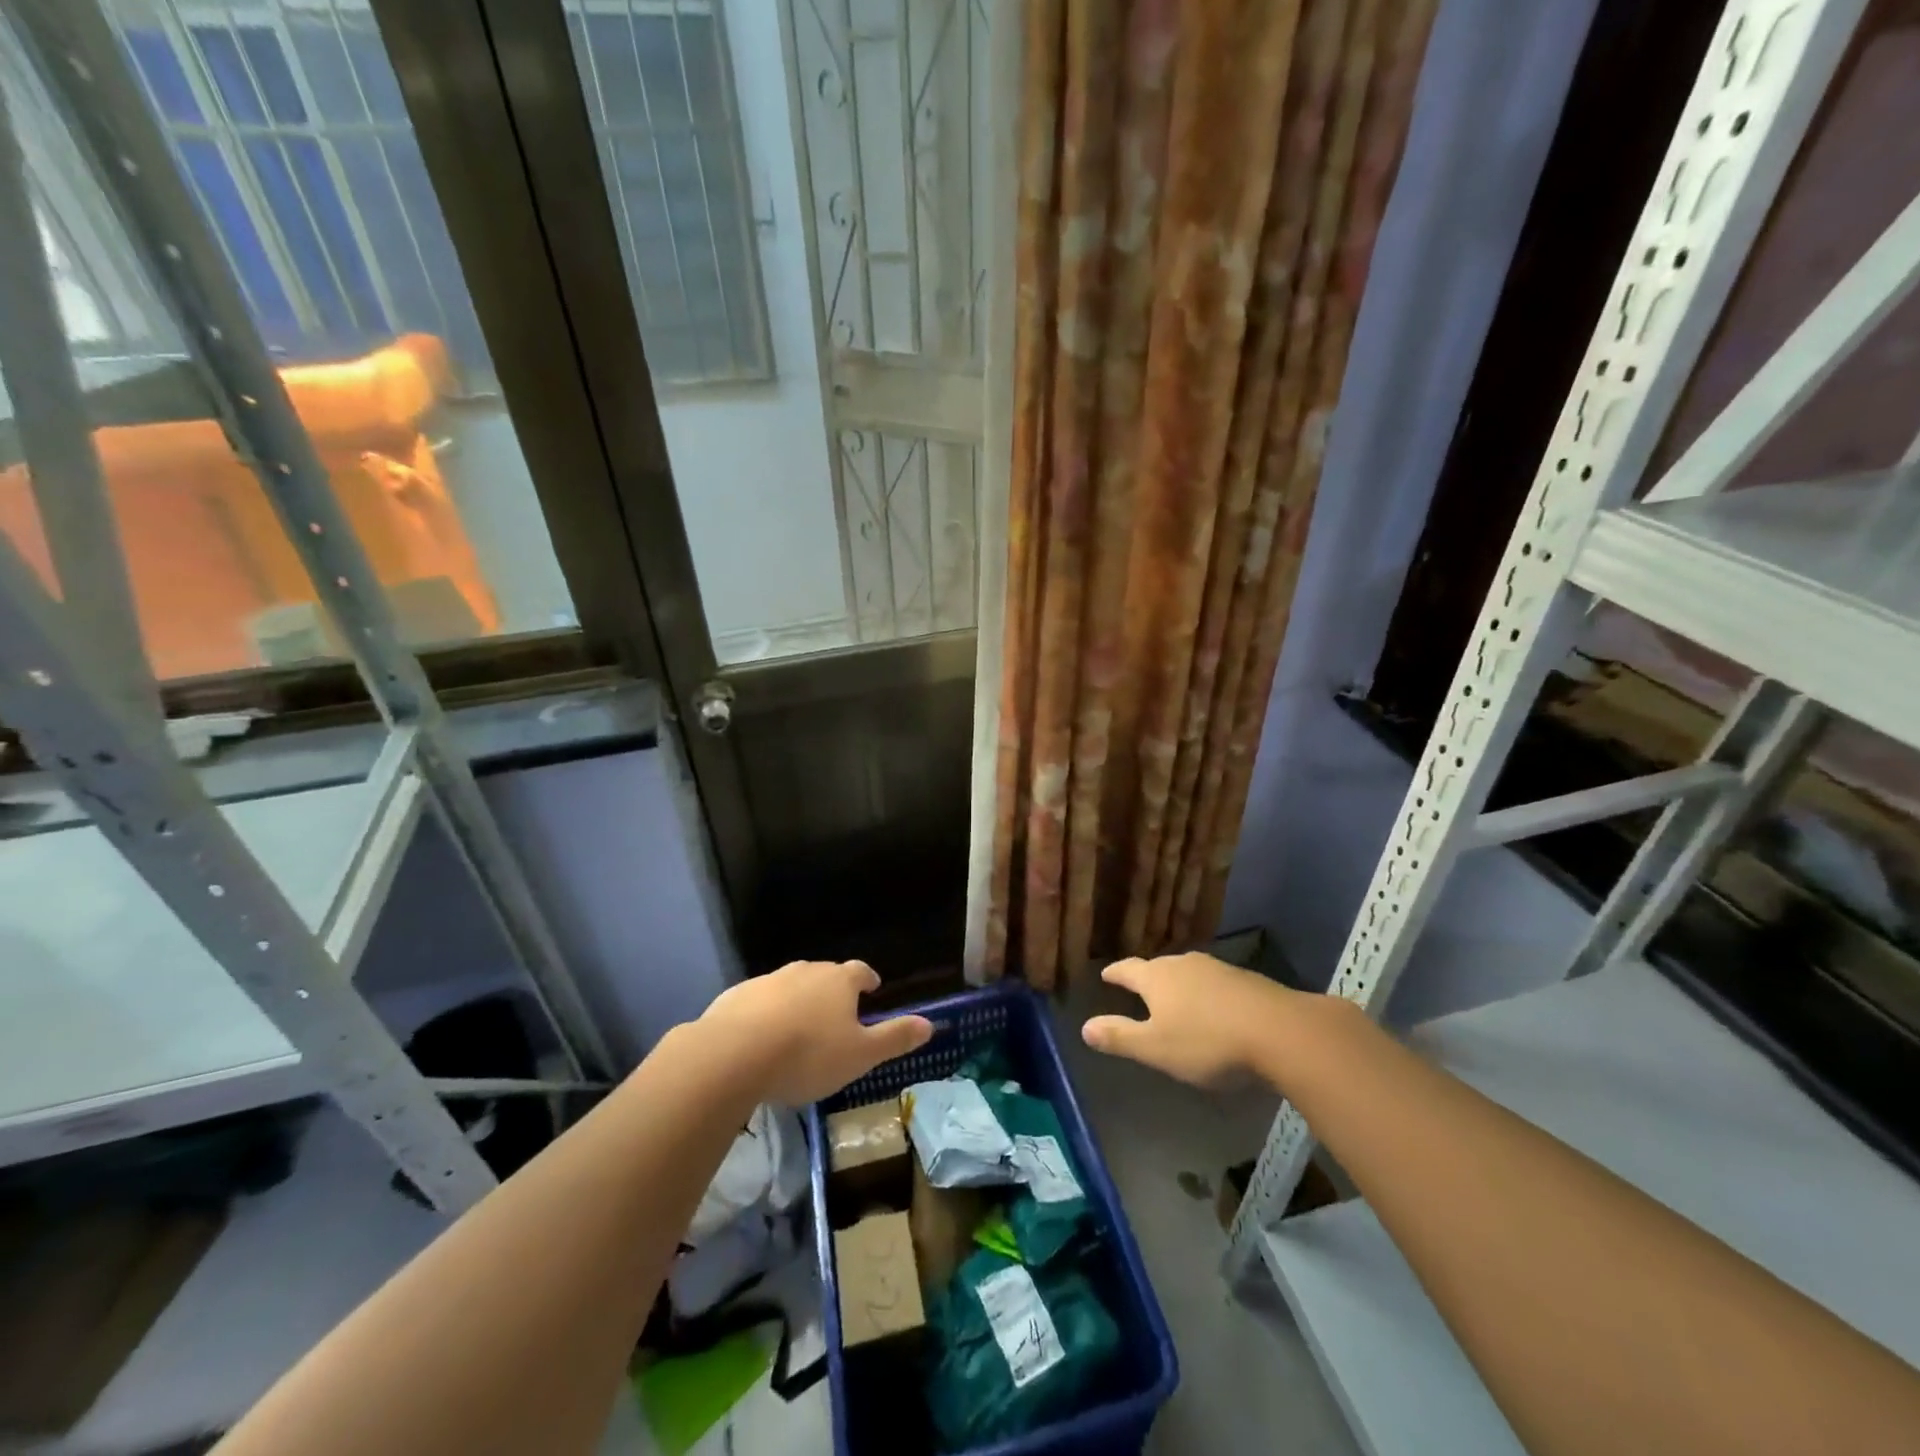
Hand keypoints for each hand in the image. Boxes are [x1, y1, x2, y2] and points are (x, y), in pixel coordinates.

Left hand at [700, 959, 932, 1105]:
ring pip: (790, 986)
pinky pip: (758, 1002)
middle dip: (832, 991)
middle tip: (836, 1013)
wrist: (734, 1054)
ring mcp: (768, 980)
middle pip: (825, 975)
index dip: (868, 980)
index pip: (860, 971)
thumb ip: (894, 1038)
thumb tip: (930, 1024)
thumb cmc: (808, 1054)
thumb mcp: (860, 1055)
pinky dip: (765, 1014)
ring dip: (797, 1002)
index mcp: (839, 981)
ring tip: (799, 1029)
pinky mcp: (736, 996)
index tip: (872, 988)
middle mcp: (805, 971)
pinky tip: (761, 1038)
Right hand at [1082, 953, 1296, 1087]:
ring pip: (1189, 973)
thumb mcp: (1156, 1048)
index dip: (1115, 974)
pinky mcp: (1247, 981)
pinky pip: (1215, 984)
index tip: (1106, 975)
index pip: (1128, 969)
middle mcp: (1184, 965)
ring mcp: (1218, 969)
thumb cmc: (1208, 1042)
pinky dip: (1207, 994)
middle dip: (1148, 978)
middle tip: (1140, 989)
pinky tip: (1214, 1010)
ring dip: (1179, 985)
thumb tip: (1084, 1027)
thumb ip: (1120, 1037)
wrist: (1280, 1032)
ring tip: (1176, 999)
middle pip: (1159, 968)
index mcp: (1157, 978)